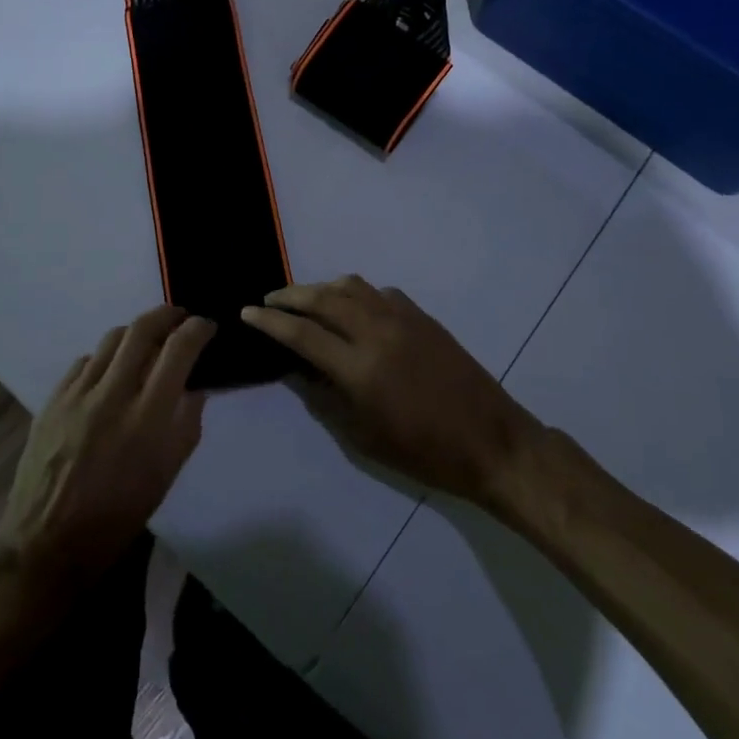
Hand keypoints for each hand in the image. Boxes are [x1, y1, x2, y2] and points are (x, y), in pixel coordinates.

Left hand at [0, 305, 212, 589]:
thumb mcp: (166, 475)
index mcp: (147, 419)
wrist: (46, 542)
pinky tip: (110, 373)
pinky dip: (105, 357)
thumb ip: (186, 423)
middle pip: (142, 329)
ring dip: (136, 332)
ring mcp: (78, 394)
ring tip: (147, 341)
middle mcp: (112, 395)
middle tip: (180, 317)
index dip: (197, 329)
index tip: (206, 326)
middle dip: (167, 314)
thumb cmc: (117, 517)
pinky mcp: (53, 398)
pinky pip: (85, 361)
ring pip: (111, 338)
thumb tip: (197, 384)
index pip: (178, 350)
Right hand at [243, 276, 534, 503]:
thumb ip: (325, 397)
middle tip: (269, 300)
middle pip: (323, 298)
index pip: (302, 333)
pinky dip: (357, 294)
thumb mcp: (364, 437)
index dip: (270, 321)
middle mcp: (377, 332)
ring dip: (322, 288)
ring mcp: (403, 318)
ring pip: (351, 286)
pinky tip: (353, 309)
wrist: (490, 441)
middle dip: (290, 295)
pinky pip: (379, 293)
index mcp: (360, 368)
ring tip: (306, 299)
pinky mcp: (422, 316)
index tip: (247, 312)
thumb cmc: (424, 452)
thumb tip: (297, 369)